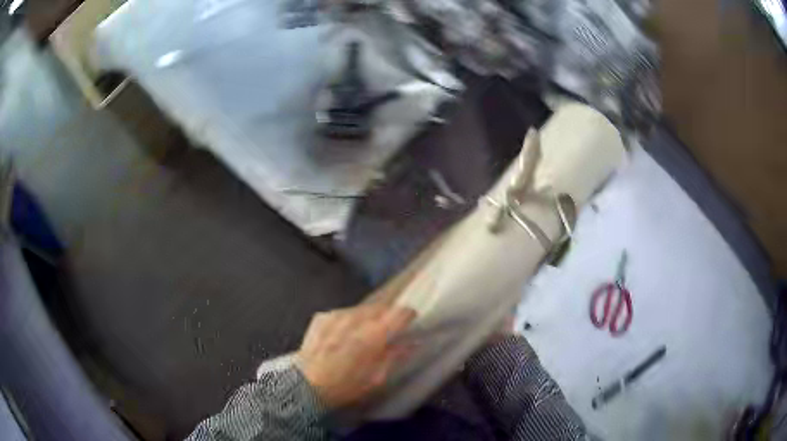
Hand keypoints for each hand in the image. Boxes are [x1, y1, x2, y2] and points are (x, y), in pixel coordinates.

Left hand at [296, 304, 415, 407]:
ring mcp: (336, 316)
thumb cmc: (345, 386)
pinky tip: (343, 335)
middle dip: (388, 316)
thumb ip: (395, 356)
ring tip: (363, 334)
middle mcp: (356, 319)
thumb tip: (413, 343)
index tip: (410, 322)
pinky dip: (348, 321)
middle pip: (381, 307)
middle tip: (387, 331)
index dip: (408, 316)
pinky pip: (343, 313)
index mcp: (373, 335)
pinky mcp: (321, 317)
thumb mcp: (376, 378)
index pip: (399, 313)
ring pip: (361, 309)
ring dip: (368, 318)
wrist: (305, 385)